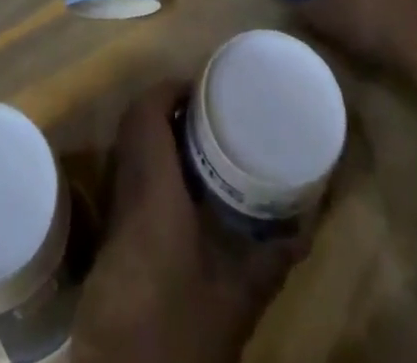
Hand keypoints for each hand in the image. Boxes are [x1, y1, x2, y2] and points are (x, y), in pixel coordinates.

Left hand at [72, 82, 307, 362]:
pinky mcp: (110, 233)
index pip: (147, 114)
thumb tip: (306, 229)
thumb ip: (271, 261)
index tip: (202, 87)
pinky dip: (148, 162)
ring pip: (126, 147)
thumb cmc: (178, 330)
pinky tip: (180, 186)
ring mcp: (112, 210)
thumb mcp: (236, 300)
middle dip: (163, 106)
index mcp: (152, 189)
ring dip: (154, 132)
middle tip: (204, 110)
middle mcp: (125, 188)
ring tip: (195, 138)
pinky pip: (125, 173)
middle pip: (132, 123)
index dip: (168, 90)